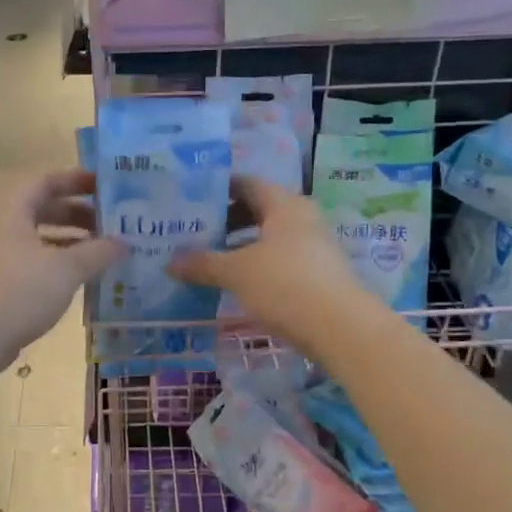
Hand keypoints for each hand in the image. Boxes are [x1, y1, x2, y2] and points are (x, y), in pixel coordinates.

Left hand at [0, 169, 121, 374]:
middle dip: (80, 213)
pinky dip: (59, 261)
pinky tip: (84, 275)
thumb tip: (125, 243)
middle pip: (44, 207)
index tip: (108, 186)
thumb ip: (98, 252)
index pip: (47, 180)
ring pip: (40, 235)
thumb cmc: (20, 291)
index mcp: (11, 208)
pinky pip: (34, 259)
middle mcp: (1, 224)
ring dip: (71, 239)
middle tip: (113, 221)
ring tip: (105, 249)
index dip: (78, 180)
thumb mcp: (66, 269)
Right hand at [169, 176, 382, 357]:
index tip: (190, 199)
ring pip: (268, 237)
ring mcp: (312, 246)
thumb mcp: (237, 273)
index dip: (218, 188)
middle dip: (225, 220)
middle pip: (257, 210)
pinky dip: (255, 265)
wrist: (341, 328)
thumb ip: (203, 264)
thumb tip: (170, 262)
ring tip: (208, 259)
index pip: (247, 183)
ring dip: (239, 246)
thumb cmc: (285, 284)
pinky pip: (278, 260)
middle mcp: (301, 218)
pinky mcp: (316, 274)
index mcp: (284, 204)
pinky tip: (234, 283)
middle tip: (193, 231)